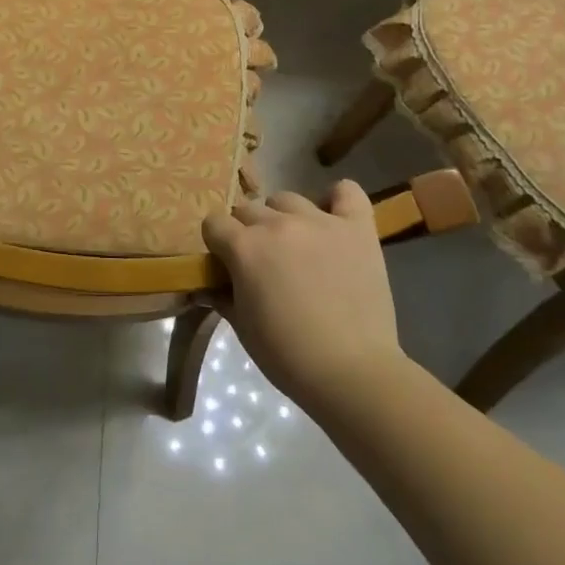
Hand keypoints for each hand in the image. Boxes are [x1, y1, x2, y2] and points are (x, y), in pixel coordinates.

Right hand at [202, 181, 399, 405]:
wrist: (352, 373)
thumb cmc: (287, 355)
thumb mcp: (242, 327)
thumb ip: (221, 295)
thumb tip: (207, 285)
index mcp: (244, 247)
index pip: (214, 223)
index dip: (217, 244)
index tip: (226, 265)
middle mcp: (278, 225)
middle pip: (248, 209)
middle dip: (248, 232)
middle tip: (262, 262)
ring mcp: (320, 222)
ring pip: (287, 199)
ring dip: (283, 217)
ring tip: (295, 244)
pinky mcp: (357, 229)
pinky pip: (346, 191)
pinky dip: (337, 199)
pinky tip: (333, 218)